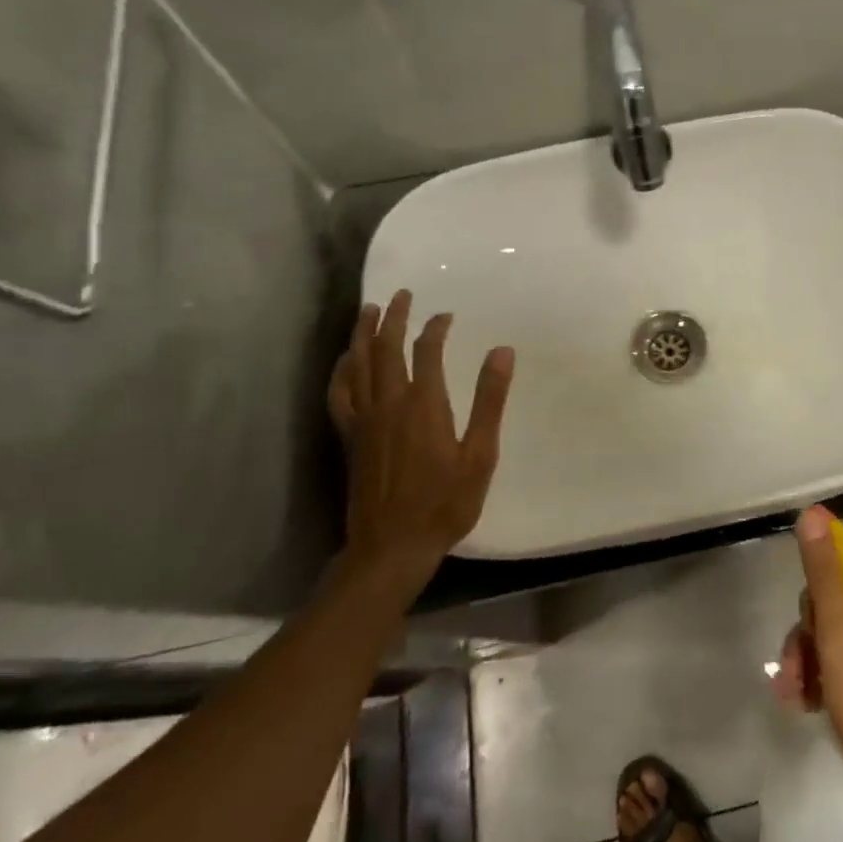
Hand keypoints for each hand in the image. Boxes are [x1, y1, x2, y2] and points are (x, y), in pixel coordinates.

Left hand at [327, 291, 514, 601]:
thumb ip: (489, 400)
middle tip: (401, 294)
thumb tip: (502, 351)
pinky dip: (341, 370)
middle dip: (393, 317)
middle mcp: (389, 403)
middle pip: (385, 348)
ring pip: (358, 365)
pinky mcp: (350, 437)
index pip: (426, 351)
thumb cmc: (445, 502)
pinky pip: (340, 393)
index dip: (435, 328)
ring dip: (363, 334)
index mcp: (423, 404)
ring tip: (368, 311)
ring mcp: (364, 420)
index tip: (446, 315)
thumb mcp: (480, 454)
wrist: (392, 547)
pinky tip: (346, 361)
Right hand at [774, 506, 842, 813]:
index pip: (842, 577)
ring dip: (817, 665)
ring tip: (798, 700)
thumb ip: (825, 575)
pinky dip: (837, 681)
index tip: (801, 646)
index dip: (812, 609)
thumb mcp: (840, 638)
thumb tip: (813, 512)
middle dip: (810, 642)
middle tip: (792, 681)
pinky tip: (816, 706)